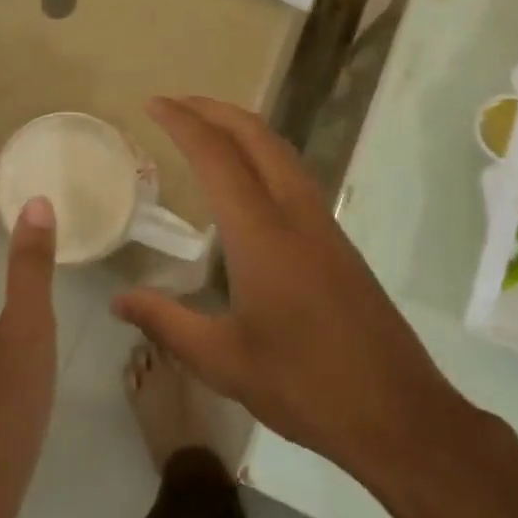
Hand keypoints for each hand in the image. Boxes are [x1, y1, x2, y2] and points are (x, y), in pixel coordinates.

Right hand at [113, 97, 476, 487]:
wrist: (399, 414)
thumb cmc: (305, 385)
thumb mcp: (223, 361)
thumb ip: (166, 323)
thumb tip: (118, 301)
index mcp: (261, 232)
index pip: (216, 155)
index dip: (182, 122)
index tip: (153, 103)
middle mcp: (294, 212)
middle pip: (254, 134)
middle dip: (212, 109)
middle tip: (174, 104)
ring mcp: (322, 222)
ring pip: (279, 148)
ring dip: (240, 126)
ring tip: (205, 126)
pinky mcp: (337, 239)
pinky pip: (292, 171)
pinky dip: (261, 150)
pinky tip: (247, 176)